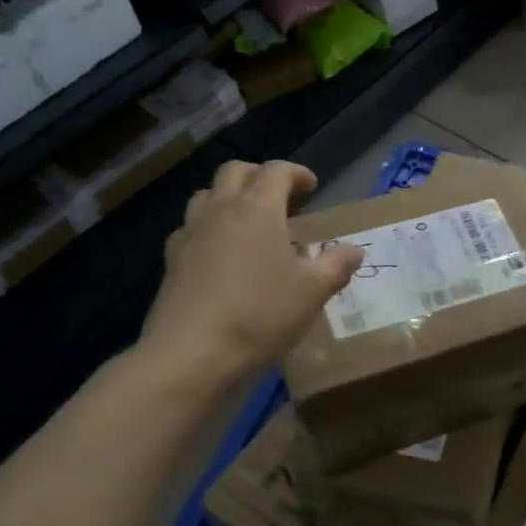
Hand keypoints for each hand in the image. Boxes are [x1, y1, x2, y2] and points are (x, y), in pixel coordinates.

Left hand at [132, 160, 362, 388]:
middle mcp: (220, 210)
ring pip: (208, 196)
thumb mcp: (314, 291)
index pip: (276, 171)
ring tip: (250, 224)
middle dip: (260, 176)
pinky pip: (191, 229)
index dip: (296, 173)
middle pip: (235, 172)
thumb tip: (354, 250)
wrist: (192, 354)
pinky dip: (210, 229)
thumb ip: (337, 265)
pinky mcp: (171, 262)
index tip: (312, 187)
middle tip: (281, 199)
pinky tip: (222, 256)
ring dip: (230, 198)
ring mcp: (190, 234)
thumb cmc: (262, 314)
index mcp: (257, 209)